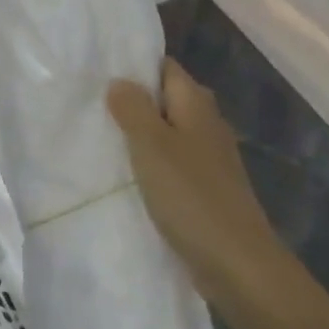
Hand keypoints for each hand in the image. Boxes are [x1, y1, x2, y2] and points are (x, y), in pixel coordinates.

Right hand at [107, 59, 303, 328]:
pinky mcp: (205, 190)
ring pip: (169, 135)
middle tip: (92, 108)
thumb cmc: (191, 196)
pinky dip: (151, 166)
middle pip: (167, 101)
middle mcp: (207, 125)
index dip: (135, 66)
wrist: (236, 262)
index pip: (166, 68)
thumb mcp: (152, 145)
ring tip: (100, 139)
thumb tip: (120, 81)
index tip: (98, 72)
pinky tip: (126, 177)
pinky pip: (172, 165)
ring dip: (140, 137)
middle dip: (134, 103)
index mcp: (196, 105)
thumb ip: (134, 109)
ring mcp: (209, 159)